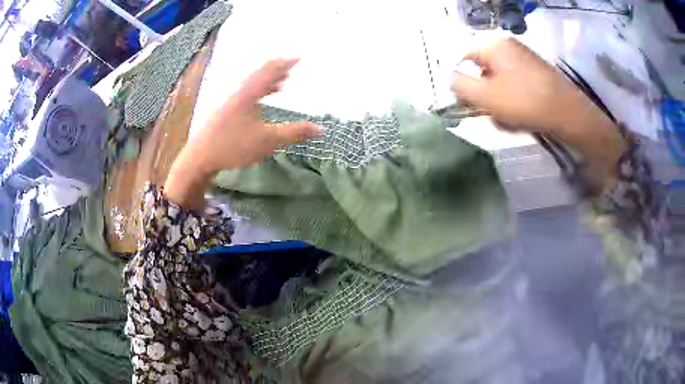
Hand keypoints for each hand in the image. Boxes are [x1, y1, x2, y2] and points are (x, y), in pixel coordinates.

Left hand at [165, 58, 322, 209]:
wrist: (200, 157)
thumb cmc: (234, 146)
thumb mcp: (268, 140)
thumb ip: (295, 133)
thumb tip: (321, 129)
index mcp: (250, 93)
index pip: (270, 70)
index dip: (286, 63)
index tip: (299, 58)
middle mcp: (239, 92)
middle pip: (260, 74)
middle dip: (277, 71)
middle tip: (291, 69)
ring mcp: (229, 102)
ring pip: (252, 85)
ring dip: (267, 82)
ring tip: (281, 84)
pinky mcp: (224, 112)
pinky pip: (245, 95)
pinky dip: (258, 94)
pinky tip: (260, 105)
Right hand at [452, 38, 593, 134]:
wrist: (568, 113)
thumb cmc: (525, 101)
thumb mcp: (486, 96)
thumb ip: (460, 86)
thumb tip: (450, 79)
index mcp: (494, 45)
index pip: (464, 58)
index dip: (462, 82)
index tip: (466, 104)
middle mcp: (509, 47)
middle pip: (484, 71)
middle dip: (485, 97)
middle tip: (491, 115)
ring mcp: (525, 60)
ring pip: (501, 82)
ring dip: (500, 103)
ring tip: (509, 121)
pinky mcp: (538, 74)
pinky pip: (517, 87)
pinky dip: (515, 102)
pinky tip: (521, 117)